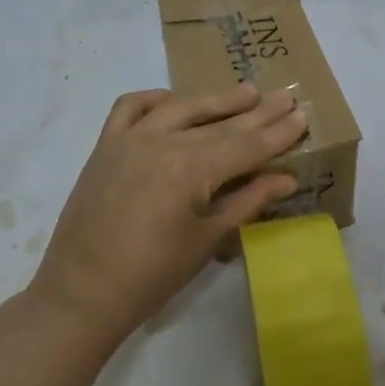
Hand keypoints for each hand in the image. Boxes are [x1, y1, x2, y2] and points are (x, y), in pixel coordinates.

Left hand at [30, 83, 307, 343]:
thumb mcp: (207, 240)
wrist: (82, 293)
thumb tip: (287, 178)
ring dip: (215, 100)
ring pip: (181, 107)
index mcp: (191, 168)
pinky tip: (174, 102)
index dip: (277, 132)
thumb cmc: (152, 275)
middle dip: (257, 112)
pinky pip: (131, 107)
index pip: (246, 145)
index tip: (302, 115)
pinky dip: (155, 99)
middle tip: (285, 96)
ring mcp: (130, 138)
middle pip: (220, 124)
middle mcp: (163, 141)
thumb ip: (247, 201)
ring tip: (246, 92)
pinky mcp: (106, 144)